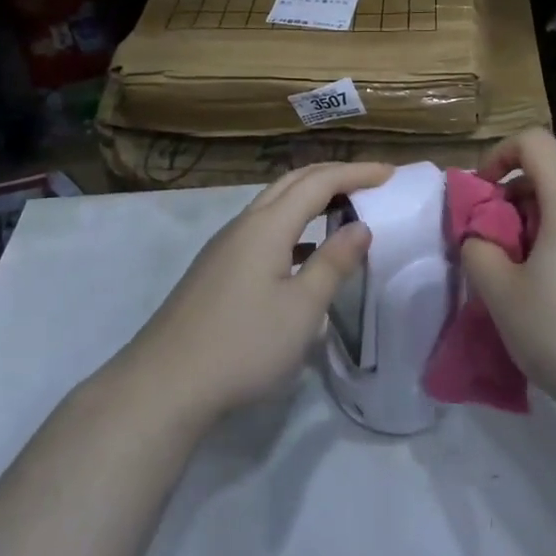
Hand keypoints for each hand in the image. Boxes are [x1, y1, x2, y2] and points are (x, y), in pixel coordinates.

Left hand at [127, 162, 392, 422]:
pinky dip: (293, 225)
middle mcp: (244, 224)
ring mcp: (226, 246)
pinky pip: (263, 229)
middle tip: (369, 181)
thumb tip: (361, 226)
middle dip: (333, 175)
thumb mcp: (302, 308)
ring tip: (343, 208)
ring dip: (310, 197)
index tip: (390, 174)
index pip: (319, 181)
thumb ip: (334, 263)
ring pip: (274, 204)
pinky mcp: (217, 269)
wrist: (165, 383)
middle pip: (292, 182)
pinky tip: (304, 253)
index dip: (356, 172)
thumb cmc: (243, 344)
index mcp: (267, 225)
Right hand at [459, 130, 555, 436]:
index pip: (533, 142)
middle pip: (552, 176)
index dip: (498, 156)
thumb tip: (480, 236)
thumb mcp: (501, 294)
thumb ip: (478, 249)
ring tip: (524, 278)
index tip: (482, 197)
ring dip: (539, 226)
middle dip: (514, 201)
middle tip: (496, 249)